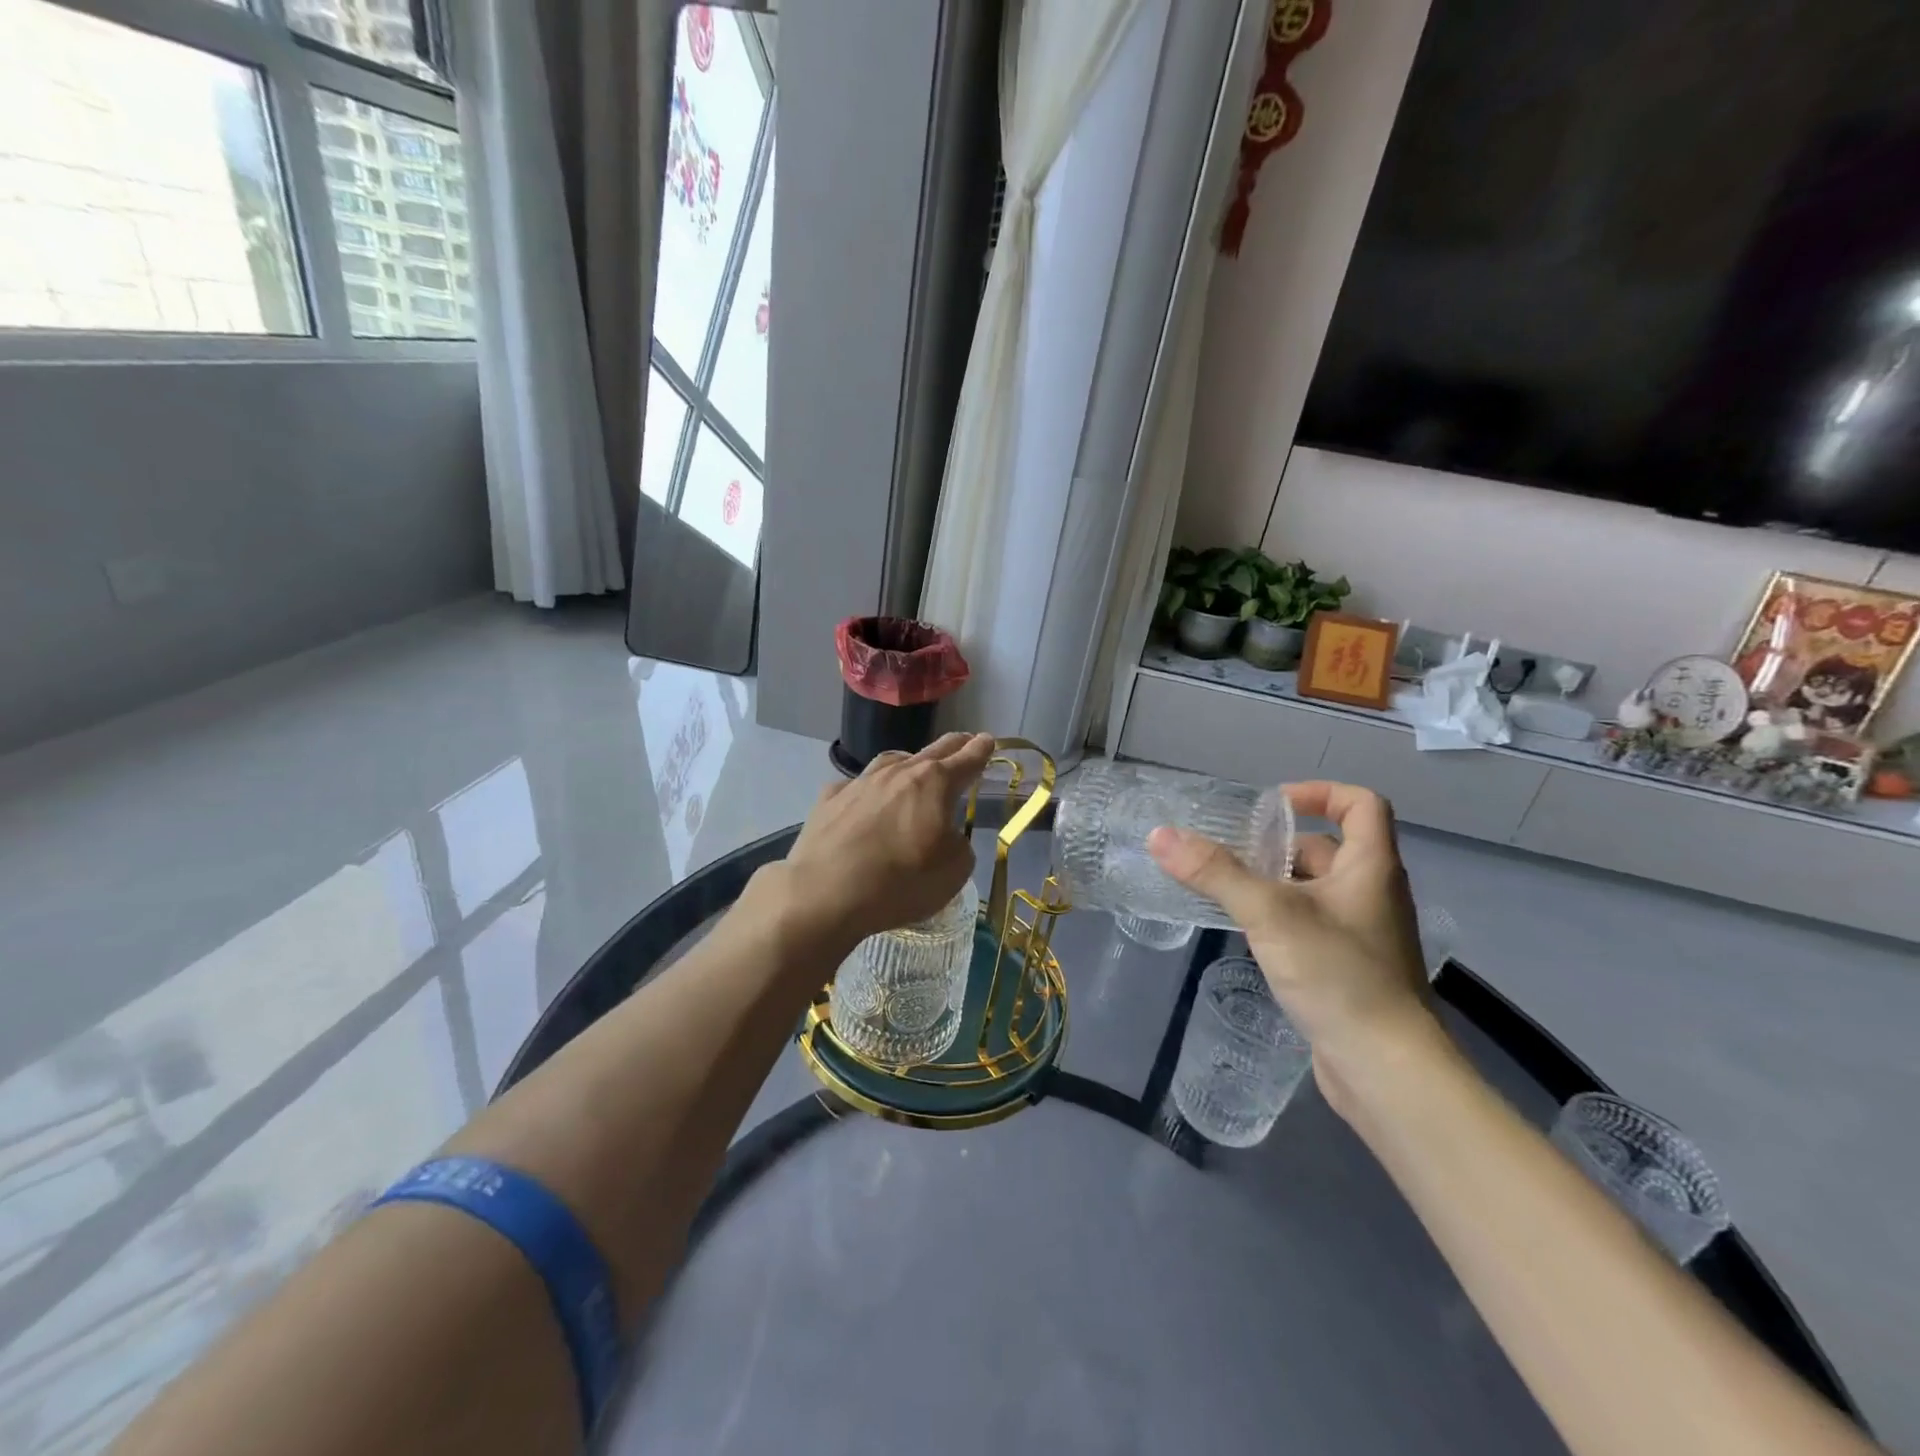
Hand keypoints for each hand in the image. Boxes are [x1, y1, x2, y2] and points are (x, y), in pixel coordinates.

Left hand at [778, 732, 994, 948]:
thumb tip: (945, 835)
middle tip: (963, 741)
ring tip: (914, 767)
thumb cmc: (901, 881)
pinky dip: (868, 791)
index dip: (981, 750)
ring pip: (891, 762)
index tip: (988, 740)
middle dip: (952, 745)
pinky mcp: (829, 800)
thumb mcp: (954, 871)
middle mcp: (898, 773)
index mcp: (934, 783)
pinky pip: (856, 787)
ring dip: (909, 762)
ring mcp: (860, 782)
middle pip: (932, 751)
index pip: (966, 760)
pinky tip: (865, 802)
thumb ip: (959, 845)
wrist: (826, 892)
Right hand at [1148, 781, 1435, 1099]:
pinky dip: (1280, 917)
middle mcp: (1372, 893)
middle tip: (1229, 851)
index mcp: (1371, 867)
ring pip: (1314, 889)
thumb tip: (1160, 835)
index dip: (1319, 793)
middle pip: (1327, 848)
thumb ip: (1215, 873)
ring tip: (1225, 888)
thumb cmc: (1338, 975)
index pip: (1361, 804)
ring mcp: (1362, 934)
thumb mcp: (1270, 914)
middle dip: (1278, 845)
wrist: (1386, 1069)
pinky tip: (1247, 932)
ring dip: (1274, 882)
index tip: (1271, 805)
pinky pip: (1311, 924)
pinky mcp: (1348, 968)